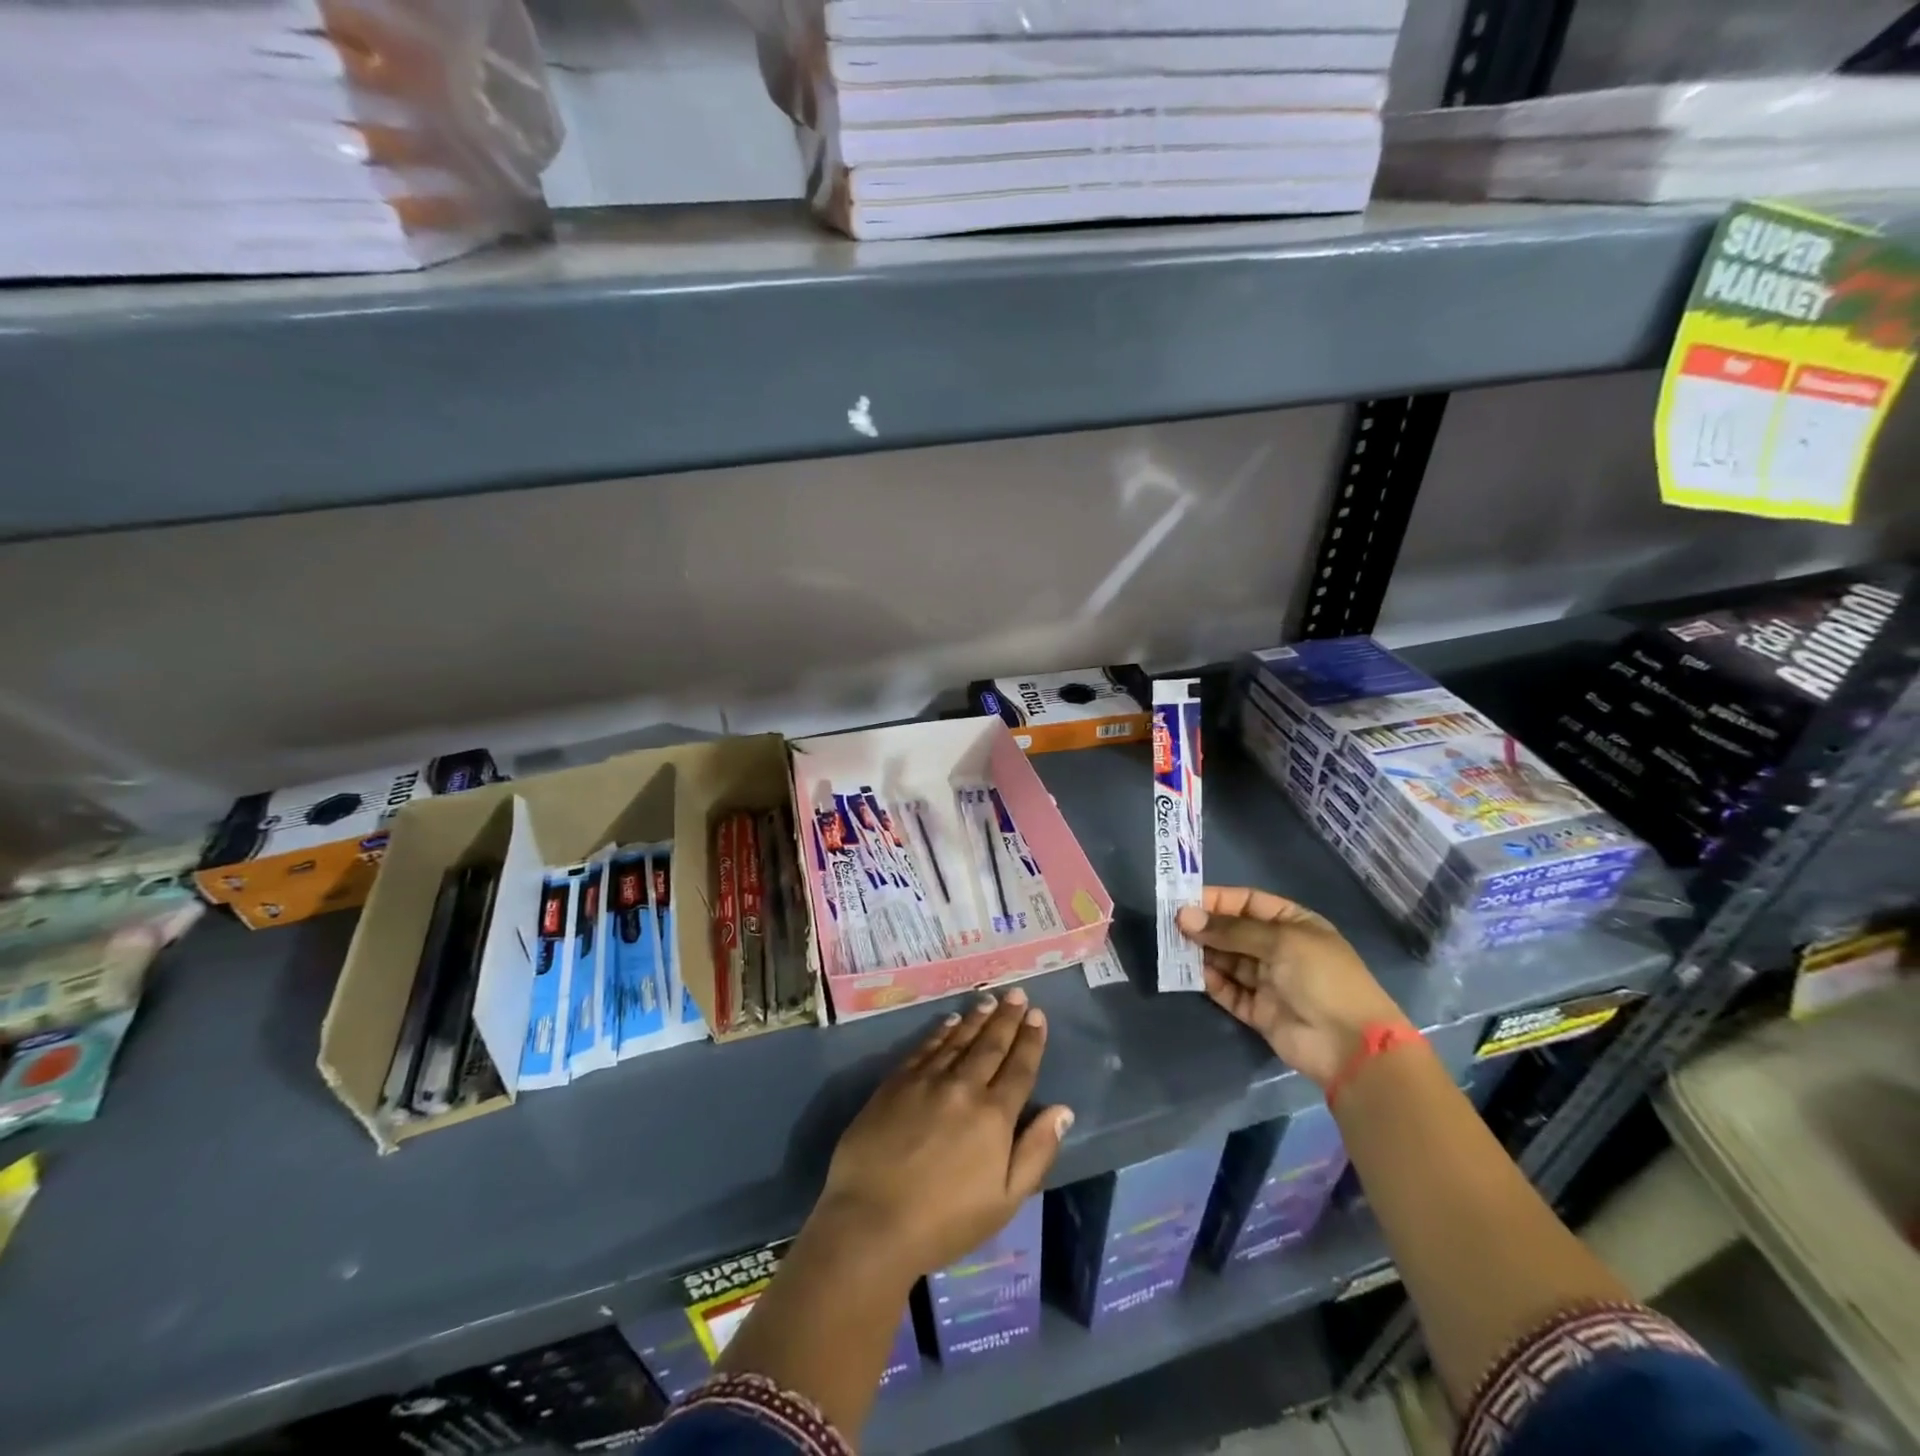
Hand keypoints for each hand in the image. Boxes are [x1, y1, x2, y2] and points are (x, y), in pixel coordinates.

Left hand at [812, 987, 1072, 1280]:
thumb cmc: (945, 1221)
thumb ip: (1036, 1152)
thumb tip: (1063, 1110)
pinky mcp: (896, 1083)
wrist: (872, 1221)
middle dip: (1007, 1018)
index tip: (1037, 1015)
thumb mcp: (1005, 1200)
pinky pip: (925, 1047)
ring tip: (989, 1000)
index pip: (1019, 1068)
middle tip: (1017, 993)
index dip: (1030, 1040)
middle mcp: (964, 1087)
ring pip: (959, 1040)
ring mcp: (927, 1080)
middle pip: (991, 1045)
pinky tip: (950, 1021)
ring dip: (976, 1018)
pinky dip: (941, 1031)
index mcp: (994, 1116)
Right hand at [1177, 887, 1407, 1087]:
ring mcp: (1268, 981)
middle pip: (1233, 931)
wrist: (1350, 1045)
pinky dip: (1210, 981)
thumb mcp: (1280, 941)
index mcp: (1292, 924)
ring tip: (1173, 947)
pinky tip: (1192, 974)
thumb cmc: (1321, 977)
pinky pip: (1228, 990)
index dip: (1216, 900)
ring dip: (1202, 953)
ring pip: (1226, 960)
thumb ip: (1230, 930)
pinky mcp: (1258, 1010)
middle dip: (1204, 927)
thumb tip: (1184, 917)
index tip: (1182, 901)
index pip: (1247, 903)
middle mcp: (1278, 949)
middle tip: (1170, 925)